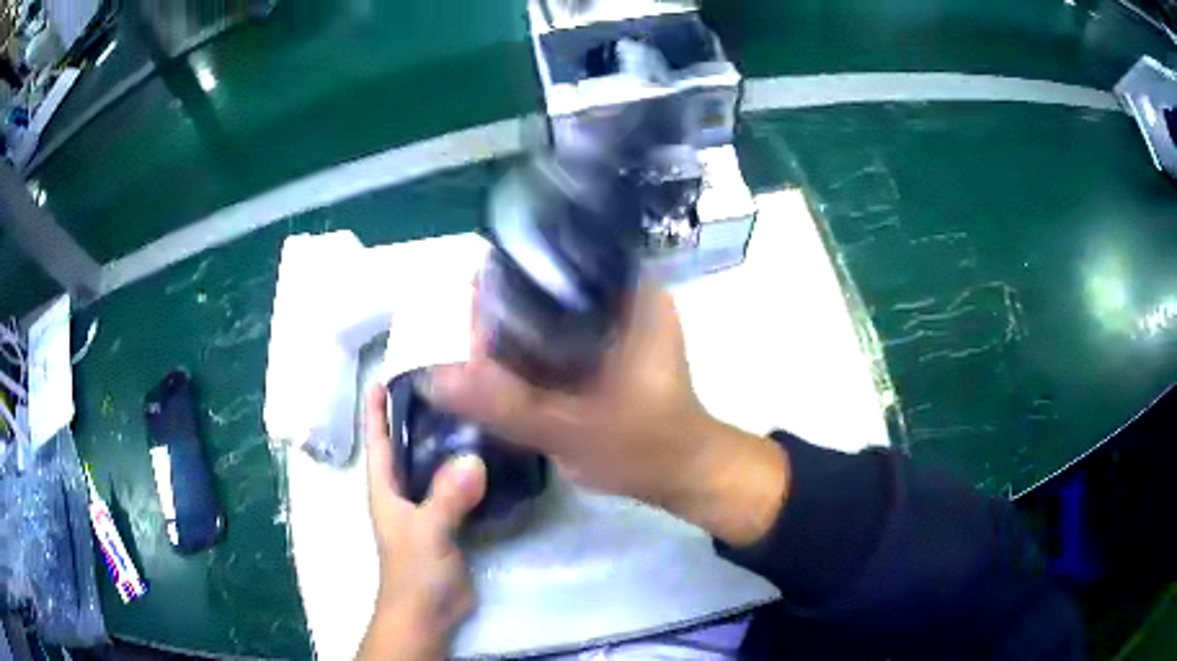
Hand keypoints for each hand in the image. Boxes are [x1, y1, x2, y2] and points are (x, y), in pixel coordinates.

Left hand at [359, 384, 486, 660]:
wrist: (429, 611)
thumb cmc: (415, 570)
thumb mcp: (428, 530)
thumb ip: (447, 497)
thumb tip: (474, 459)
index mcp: (384, 488)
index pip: (377, 440)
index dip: (376, 409)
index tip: (384, 376)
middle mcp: (401, 492)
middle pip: (405, 446)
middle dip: (416, 417)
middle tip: (443, 384)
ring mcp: (425, 508)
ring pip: (432, 466)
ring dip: (444, 443)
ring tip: (470, 413)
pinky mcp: (447, 522)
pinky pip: (454, 488)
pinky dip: (466, 471)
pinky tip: (488, 458)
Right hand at [426, 283, 788, 546]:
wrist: (681, 476)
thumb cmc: (645, 448)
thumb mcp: (574, 428)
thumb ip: (505, 405)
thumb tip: (432, 378)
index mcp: (633, 294)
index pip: (559, 260)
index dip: (510, 276)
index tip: (472, 305)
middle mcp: (626, 297)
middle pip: (548, 286)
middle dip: (505, 309)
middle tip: (468, 340)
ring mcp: (618, 323)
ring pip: (549, 313)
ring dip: (515, 332)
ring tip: (476, 352)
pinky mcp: (607, 348)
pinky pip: (558, 337)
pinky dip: (530, 351)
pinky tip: (503, 367)